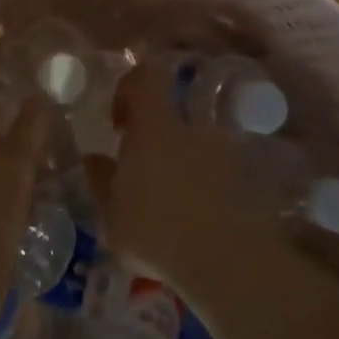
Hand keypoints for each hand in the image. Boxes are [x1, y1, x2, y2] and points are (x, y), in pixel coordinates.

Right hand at [87, 63, 275, 301]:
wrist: (229, 262)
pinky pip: (218, 169)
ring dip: (182, 160)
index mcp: (154, 125)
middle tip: (143, 166)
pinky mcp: (246, 178)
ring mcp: (223, 151)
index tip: (119, 122)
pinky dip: (206, 184)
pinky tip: (197, 218)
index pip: (146, 76)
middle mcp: (191, 127)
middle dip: (156, 132)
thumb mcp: (113, 216)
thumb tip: (93, 159)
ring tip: (171, 199)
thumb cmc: (157, 233)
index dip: (129, 88)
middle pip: (173, 110)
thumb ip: (101, 182)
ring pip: (196, 142)